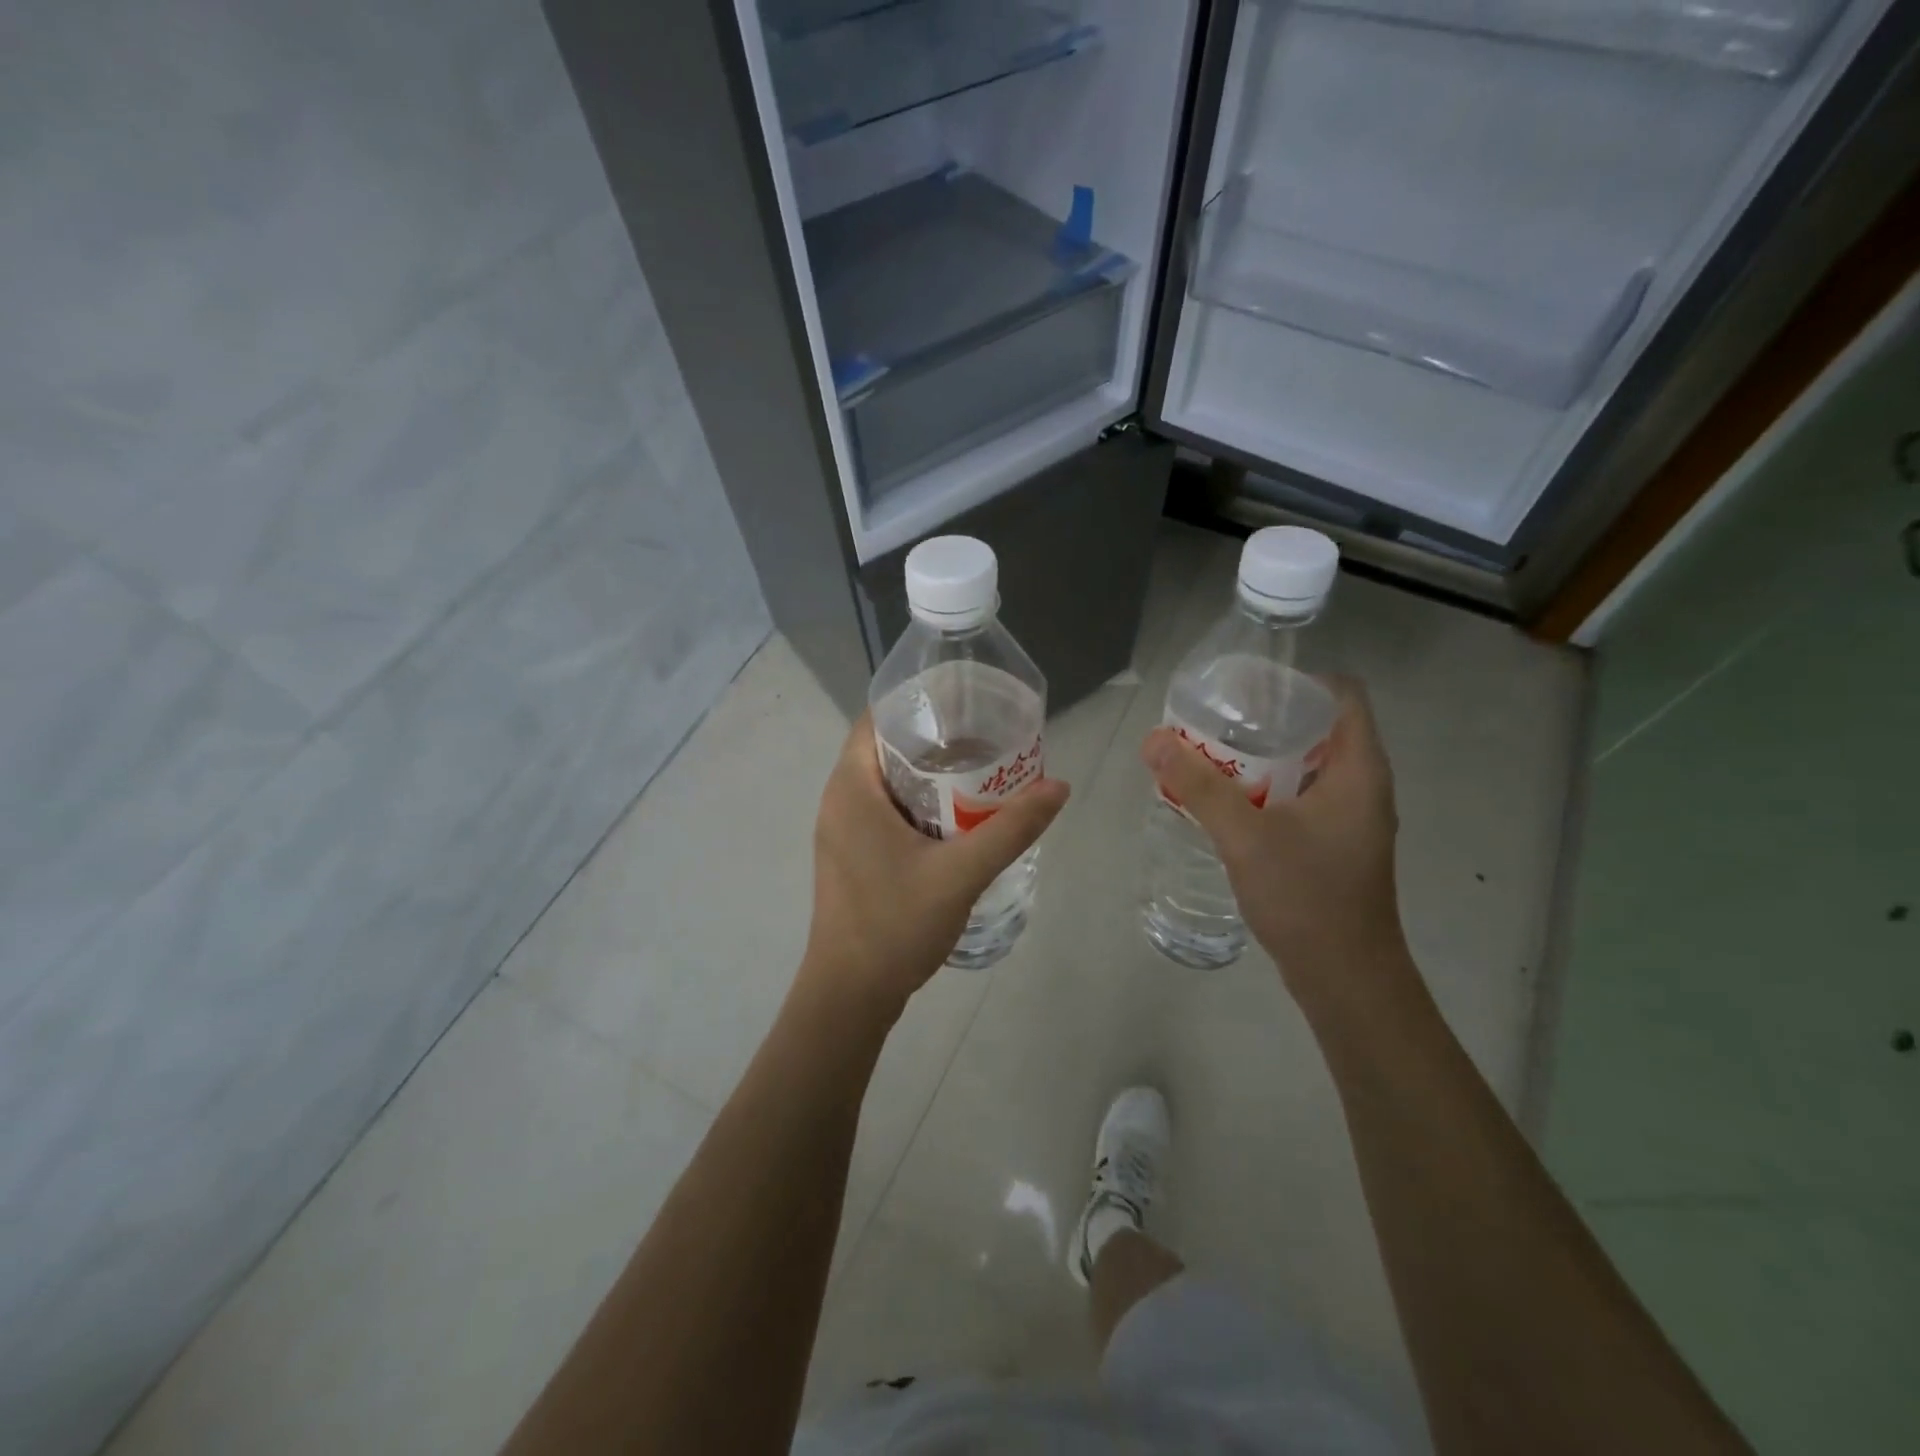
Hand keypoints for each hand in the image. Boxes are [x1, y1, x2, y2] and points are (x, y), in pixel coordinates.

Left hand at [799, 712, 1068, 1018]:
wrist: (850, 995)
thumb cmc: (895, 925)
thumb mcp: (961, 873)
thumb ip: (1011, 828)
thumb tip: (1058, 786)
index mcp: (851, 789)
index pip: (876, 719)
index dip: (918, 705)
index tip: (965, 704)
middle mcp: (839, 801)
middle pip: (885, 749)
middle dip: (935, 741)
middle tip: (986, 739)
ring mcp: (842, 831)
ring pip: (887, 784)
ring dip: (928, 776)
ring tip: (980, 772)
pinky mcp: (851, 856)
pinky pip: (885, 811)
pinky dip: (918, 805)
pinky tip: (957, 819)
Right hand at [1141, 677, 1407, 997]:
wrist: (1345, 978)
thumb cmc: (1307, 897)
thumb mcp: (1245, 835)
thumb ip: (1198, 785)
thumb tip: (1153, 740)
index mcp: (1359, 769)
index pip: (1342, 694)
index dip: (1298, 680)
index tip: (1247, 686)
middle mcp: (1362, 786)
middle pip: (1319, 727)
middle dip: (1266, 718)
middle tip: (1214, 717)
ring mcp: (1350, 818)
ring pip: (1306, 765)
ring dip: (1261, 755)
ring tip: (1210, 752)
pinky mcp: (1333, 845)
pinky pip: (1299, 798)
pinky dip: (1265, 788)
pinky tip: (1225, 801)